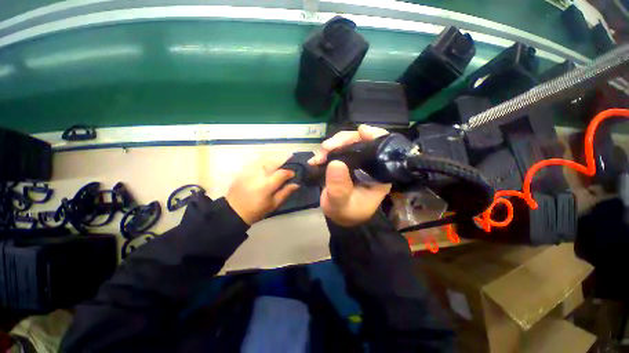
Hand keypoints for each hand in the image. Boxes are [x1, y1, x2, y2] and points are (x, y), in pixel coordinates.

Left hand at [226, 153, 299, 224]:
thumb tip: (296, 184)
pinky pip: (257, 162)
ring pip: (265, 159)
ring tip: (280, 159)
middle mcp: (260, 173)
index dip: (290, 172)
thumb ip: (285, 192)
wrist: (234, 211)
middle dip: (283, 160)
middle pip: (274, 162)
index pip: (283, 172)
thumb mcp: (274, 204)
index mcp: (268, 183)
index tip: (293, 175)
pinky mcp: (244, 170)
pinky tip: (268, 163)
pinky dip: (265, 160)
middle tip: (290, 159)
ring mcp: (251, 170)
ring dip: (274, 158)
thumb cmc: (256, 210)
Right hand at [309, 125, 391, 226]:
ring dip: (332, 146)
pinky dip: (325, 152)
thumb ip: (339, 188)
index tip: (361, 131)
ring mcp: (356, 161)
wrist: (338, 215)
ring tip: (319, 157)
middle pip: (361, 141)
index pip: (383, 148)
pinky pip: (337, 150)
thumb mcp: (341, 204)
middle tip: (327, 148)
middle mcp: (369, 164)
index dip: (374, 136)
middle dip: (343, 140)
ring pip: (347, 143)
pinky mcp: (345, 162)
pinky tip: (315, 160)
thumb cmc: (345, 212)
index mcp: (378, 173)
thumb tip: (335, 163)